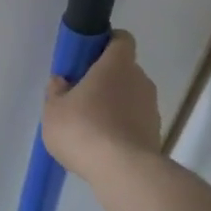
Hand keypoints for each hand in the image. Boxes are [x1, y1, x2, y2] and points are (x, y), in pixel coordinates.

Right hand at [41, 31, 163, 180]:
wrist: (123, 171)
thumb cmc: (83, 129)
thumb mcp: (54, 110)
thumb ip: (57, 91)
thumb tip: (62, 81)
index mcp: (116, 65)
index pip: (121, 39)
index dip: (106, 44)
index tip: (88, 58)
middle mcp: (140, 80)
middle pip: (124, 70)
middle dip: (105, 80)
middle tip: (81, 97)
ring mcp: (152, 108)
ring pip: (130, 97)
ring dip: (114, 106)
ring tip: (90, 128)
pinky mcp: (156, 134)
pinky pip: (135, 122)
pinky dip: (121, 128)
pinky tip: (103, 146)